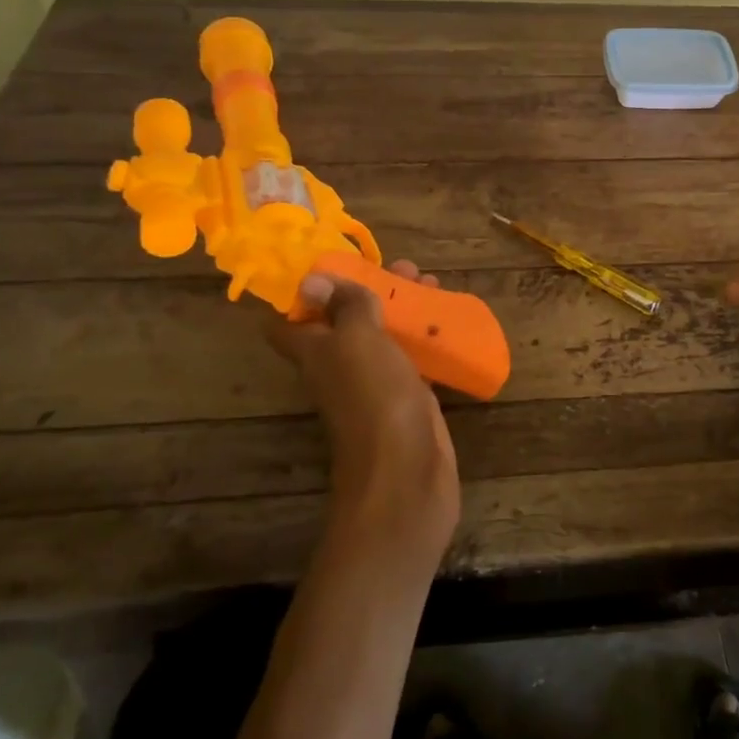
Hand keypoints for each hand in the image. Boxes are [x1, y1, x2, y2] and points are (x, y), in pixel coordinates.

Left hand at [267, 261, 459, 554]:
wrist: (406, 473)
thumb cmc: (375, 398)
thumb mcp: (358, 340)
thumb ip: (344, 307)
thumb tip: (312, 278)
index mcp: (316, 352)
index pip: (290, 322)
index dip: (304, 293)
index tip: (333, 266)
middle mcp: (340, 365)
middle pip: (347, 320)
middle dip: (371, 289)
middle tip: (404, 268)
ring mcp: (375, 383)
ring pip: (383, 335)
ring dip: (403, 308)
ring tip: (432, 283)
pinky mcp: (408, 397)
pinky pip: (413, 358)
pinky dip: (426, 337)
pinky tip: (448, 322)